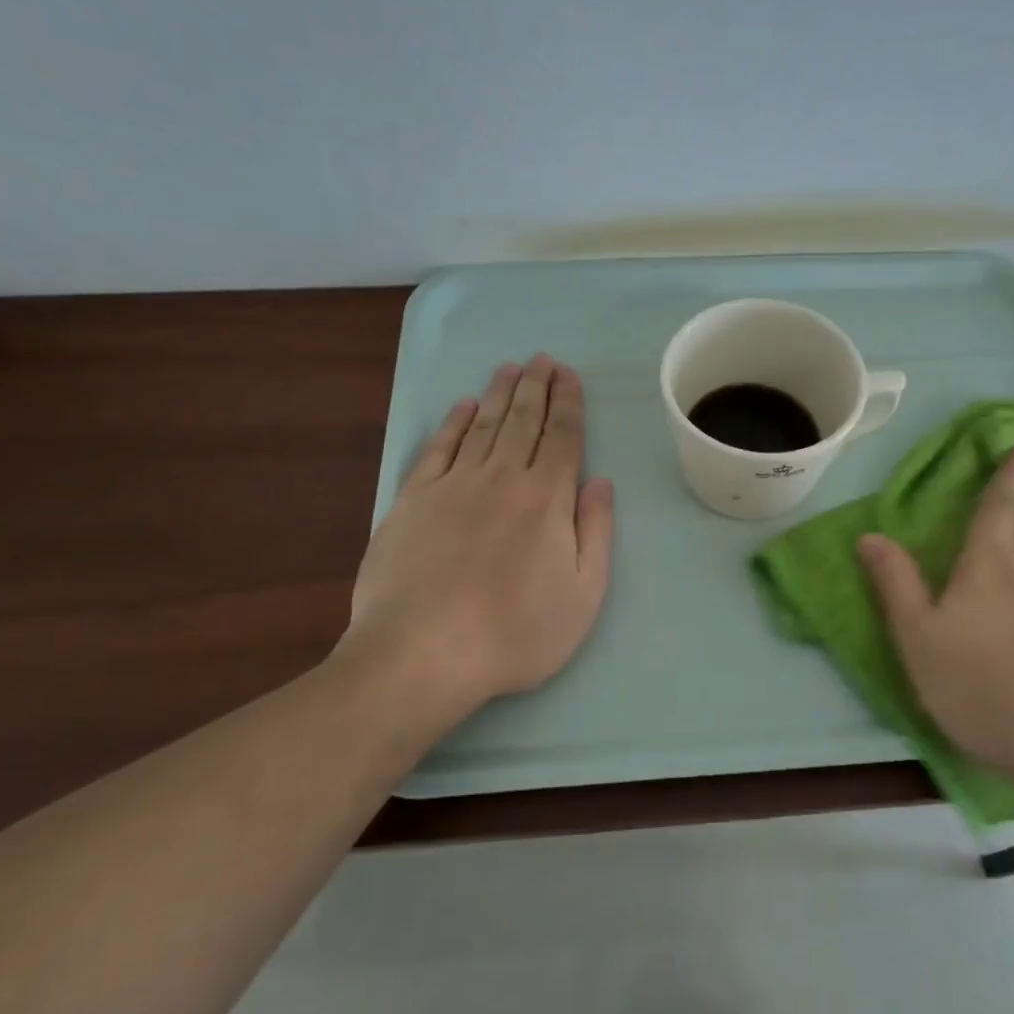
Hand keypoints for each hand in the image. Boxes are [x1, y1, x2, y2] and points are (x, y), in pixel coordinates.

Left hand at [333, 355, 613, 740]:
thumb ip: (595, 532)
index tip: (569, 375)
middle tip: (542, 359)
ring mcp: (452, 486)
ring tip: (510, 369)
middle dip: (536, 387)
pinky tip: (462, 407)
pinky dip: (453, 423)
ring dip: (499, 394)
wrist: (422, 655)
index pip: (562, 437)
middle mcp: (501, 478)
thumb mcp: (583, 594)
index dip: (568, 403)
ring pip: (482, 426)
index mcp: (546, 498)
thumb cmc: (516, 633)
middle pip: (522, 421)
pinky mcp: (412, 501)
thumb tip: (601, 482)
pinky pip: (438, 449)